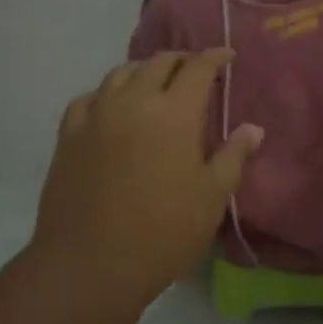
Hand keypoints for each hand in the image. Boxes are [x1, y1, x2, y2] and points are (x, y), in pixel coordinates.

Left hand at [36, 50, 262, 303]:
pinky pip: (89, 97)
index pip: (198, 67)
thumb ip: (233, 156)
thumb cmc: (162, 233)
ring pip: (122, 72)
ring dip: (144, 71)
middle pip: (159, 62)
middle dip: (182, 60)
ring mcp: (97, 114)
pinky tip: (112, 108)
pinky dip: (107, 93)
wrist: (88, 266)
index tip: (227, 56)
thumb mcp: (211, 198)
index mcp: (174, 112)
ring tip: (154, 85)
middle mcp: (134, 100)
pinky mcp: (69, 134)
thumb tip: (253, 128)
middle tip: (195, 72)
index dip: (215, 57)